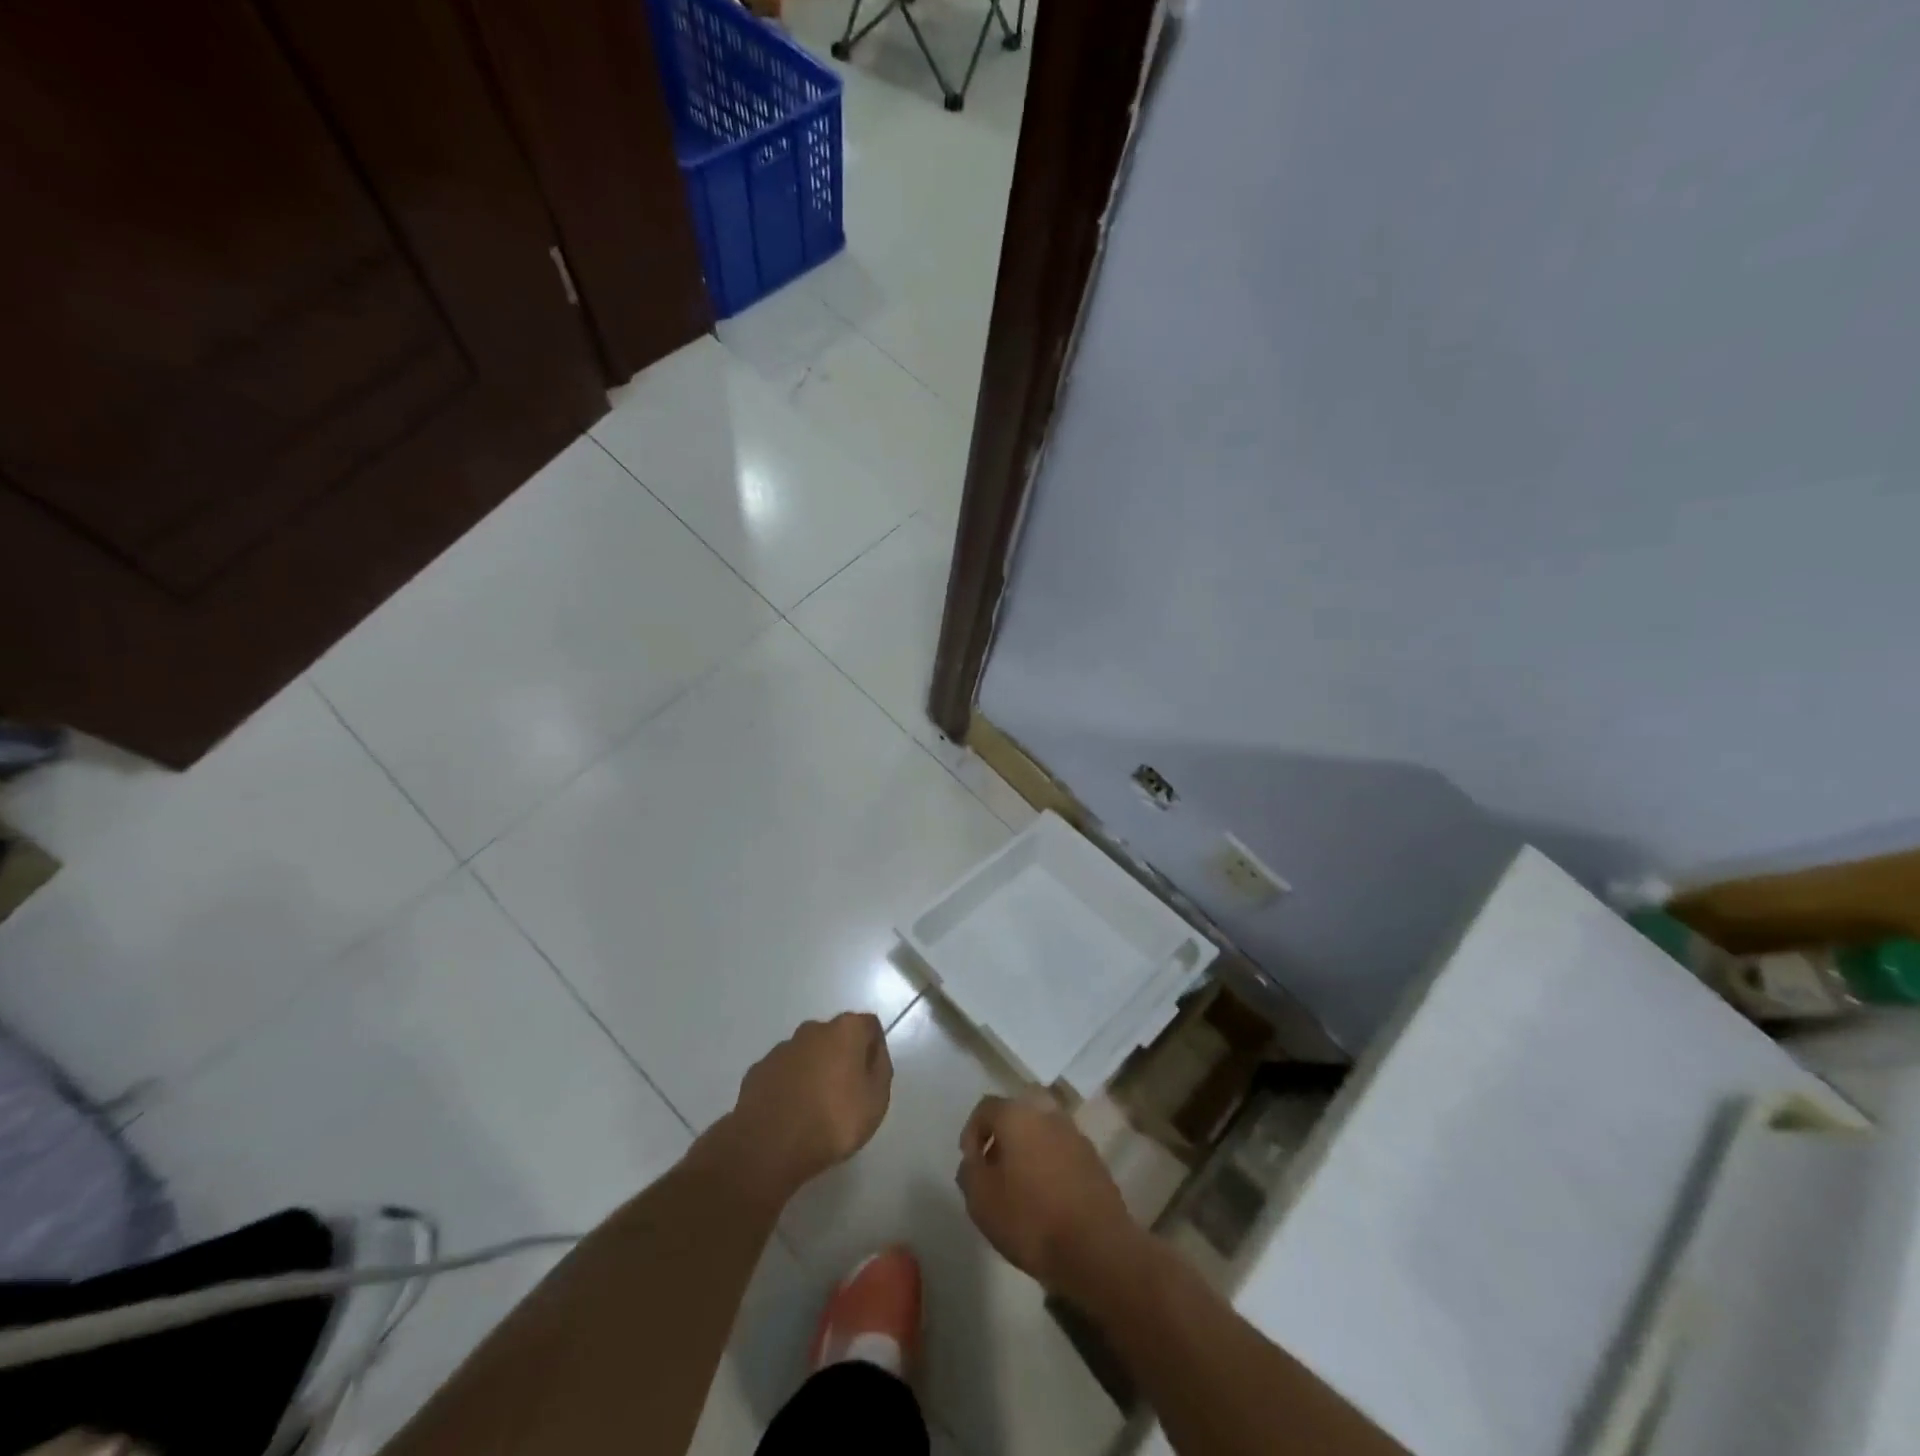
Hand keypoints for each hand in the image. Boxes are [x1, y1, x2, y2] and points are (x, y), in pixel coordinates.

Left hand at [715, 1012, 892, 1202]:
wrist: (769, 1145)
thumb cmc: (833, 1120)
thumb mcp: (876, 1100)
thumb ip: (880, 1070)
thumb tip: (871, 1056)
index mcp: (845, 1030)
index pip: (869, 1026)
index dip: (874, 1050)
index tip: (871, 1079)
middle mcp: (812, 1029)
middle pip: (835, 1037)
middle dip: (842, 1058)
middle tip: (845, 1095)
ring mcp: (781, 1049)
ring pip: (806, 1054)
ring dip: (813, 1071)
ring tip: (814, 1109)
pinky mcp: (757, 1071)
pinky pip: (782, 1073)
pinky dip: (789, 1086)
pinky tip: (790, 1114)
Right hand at [956, 1093, 1140, 1301]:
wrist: (1096, 1248)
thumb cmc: (1030, 1219)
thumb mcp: (981, 1200)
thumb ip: (969, 1172)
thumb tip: (974, 1158)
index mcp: (1018, 1115)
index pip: (986, 1108)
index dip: (972, 1133)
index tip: (971, 1164)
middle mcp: (1048, 1113)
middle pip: (1017, 1114)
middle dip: (1003, 1137)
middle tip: (995, 1169)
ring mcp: (1075, 1134)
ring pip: (1042, 1131)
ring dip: (1028, 1149)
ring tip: (1021, 1187)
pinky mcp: (1094, 1159)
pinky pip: (1062, 1151)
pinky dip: (1050, 1164)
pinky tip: (1047, 1197)